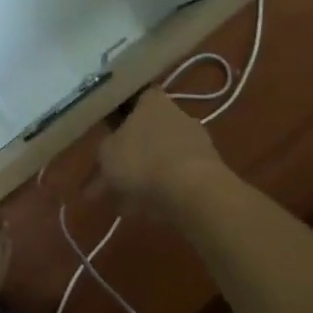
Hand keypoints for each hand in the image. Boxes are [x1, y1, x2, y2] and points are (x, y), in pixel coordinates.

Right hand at [96, 88, 227, 218]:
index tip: (109, 135)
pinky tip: (142, 212)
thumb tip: (109, 150)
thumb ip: (105, 148)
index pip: (136, 100)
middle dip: (128, 158)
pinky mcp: (208, 171)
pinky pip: (175, 179)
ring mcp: (196, 143)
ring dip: (142, 179)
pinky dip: (159, 192)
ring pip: (159, 160)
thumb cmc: (142, 160)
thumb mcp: (106, 153)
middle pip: (147, 135)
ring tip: (122, 206)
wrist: (192, 191)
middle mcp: (178, 116)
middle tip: (108, 182)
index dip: (121, 117)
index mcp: (153, 102)